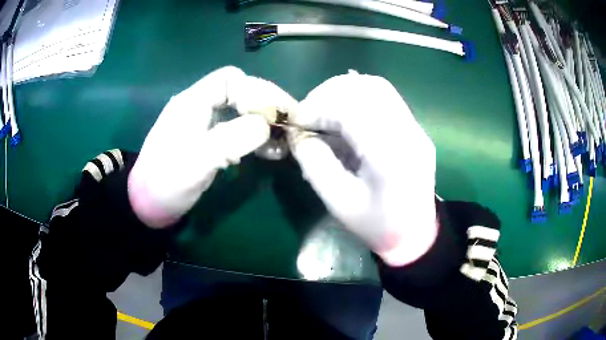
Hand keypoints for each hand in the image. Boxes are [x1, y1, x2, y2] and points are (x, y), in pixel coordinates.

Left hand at [129, 66, 296, 227]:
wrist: (147, 204)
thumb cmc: (166, 182)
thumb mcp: (196, 161)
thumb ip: (231, 139)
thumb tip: (265, 125)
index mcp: (192, 102)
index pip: (230, 79)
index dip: (256, 90)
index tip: (276, 112)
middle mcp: (198, 106)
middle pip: (238, 92)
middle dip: (265, 104)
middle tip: (289, 122)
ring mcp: (203, 124)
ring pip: (239, 111)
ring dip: (263, 122)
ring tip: (284, 140)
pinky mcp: (207, 141)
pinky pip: (236, 130)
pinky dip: (254, 137)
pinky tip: (269, 151)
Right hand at [289, 70, 437, 266]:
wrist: (415, 234)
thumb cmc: (377, 225)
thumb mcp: (339, 202)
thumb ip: (314, 163)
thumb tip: (298, 134)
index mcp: (390, 155)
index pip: (352, 109)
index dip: (318, 108)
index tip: (297, 121)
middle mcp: (408, 132)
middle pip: (367, 88)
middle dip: (329, 94)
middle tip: (309, 113)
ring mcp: (415, 128)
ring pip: (377, 87)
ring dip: (344, 92)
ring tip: (324, 110)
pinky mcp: (415, 128)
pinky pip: (385, 98)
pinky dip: (358, 97)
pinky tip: (344, 113)